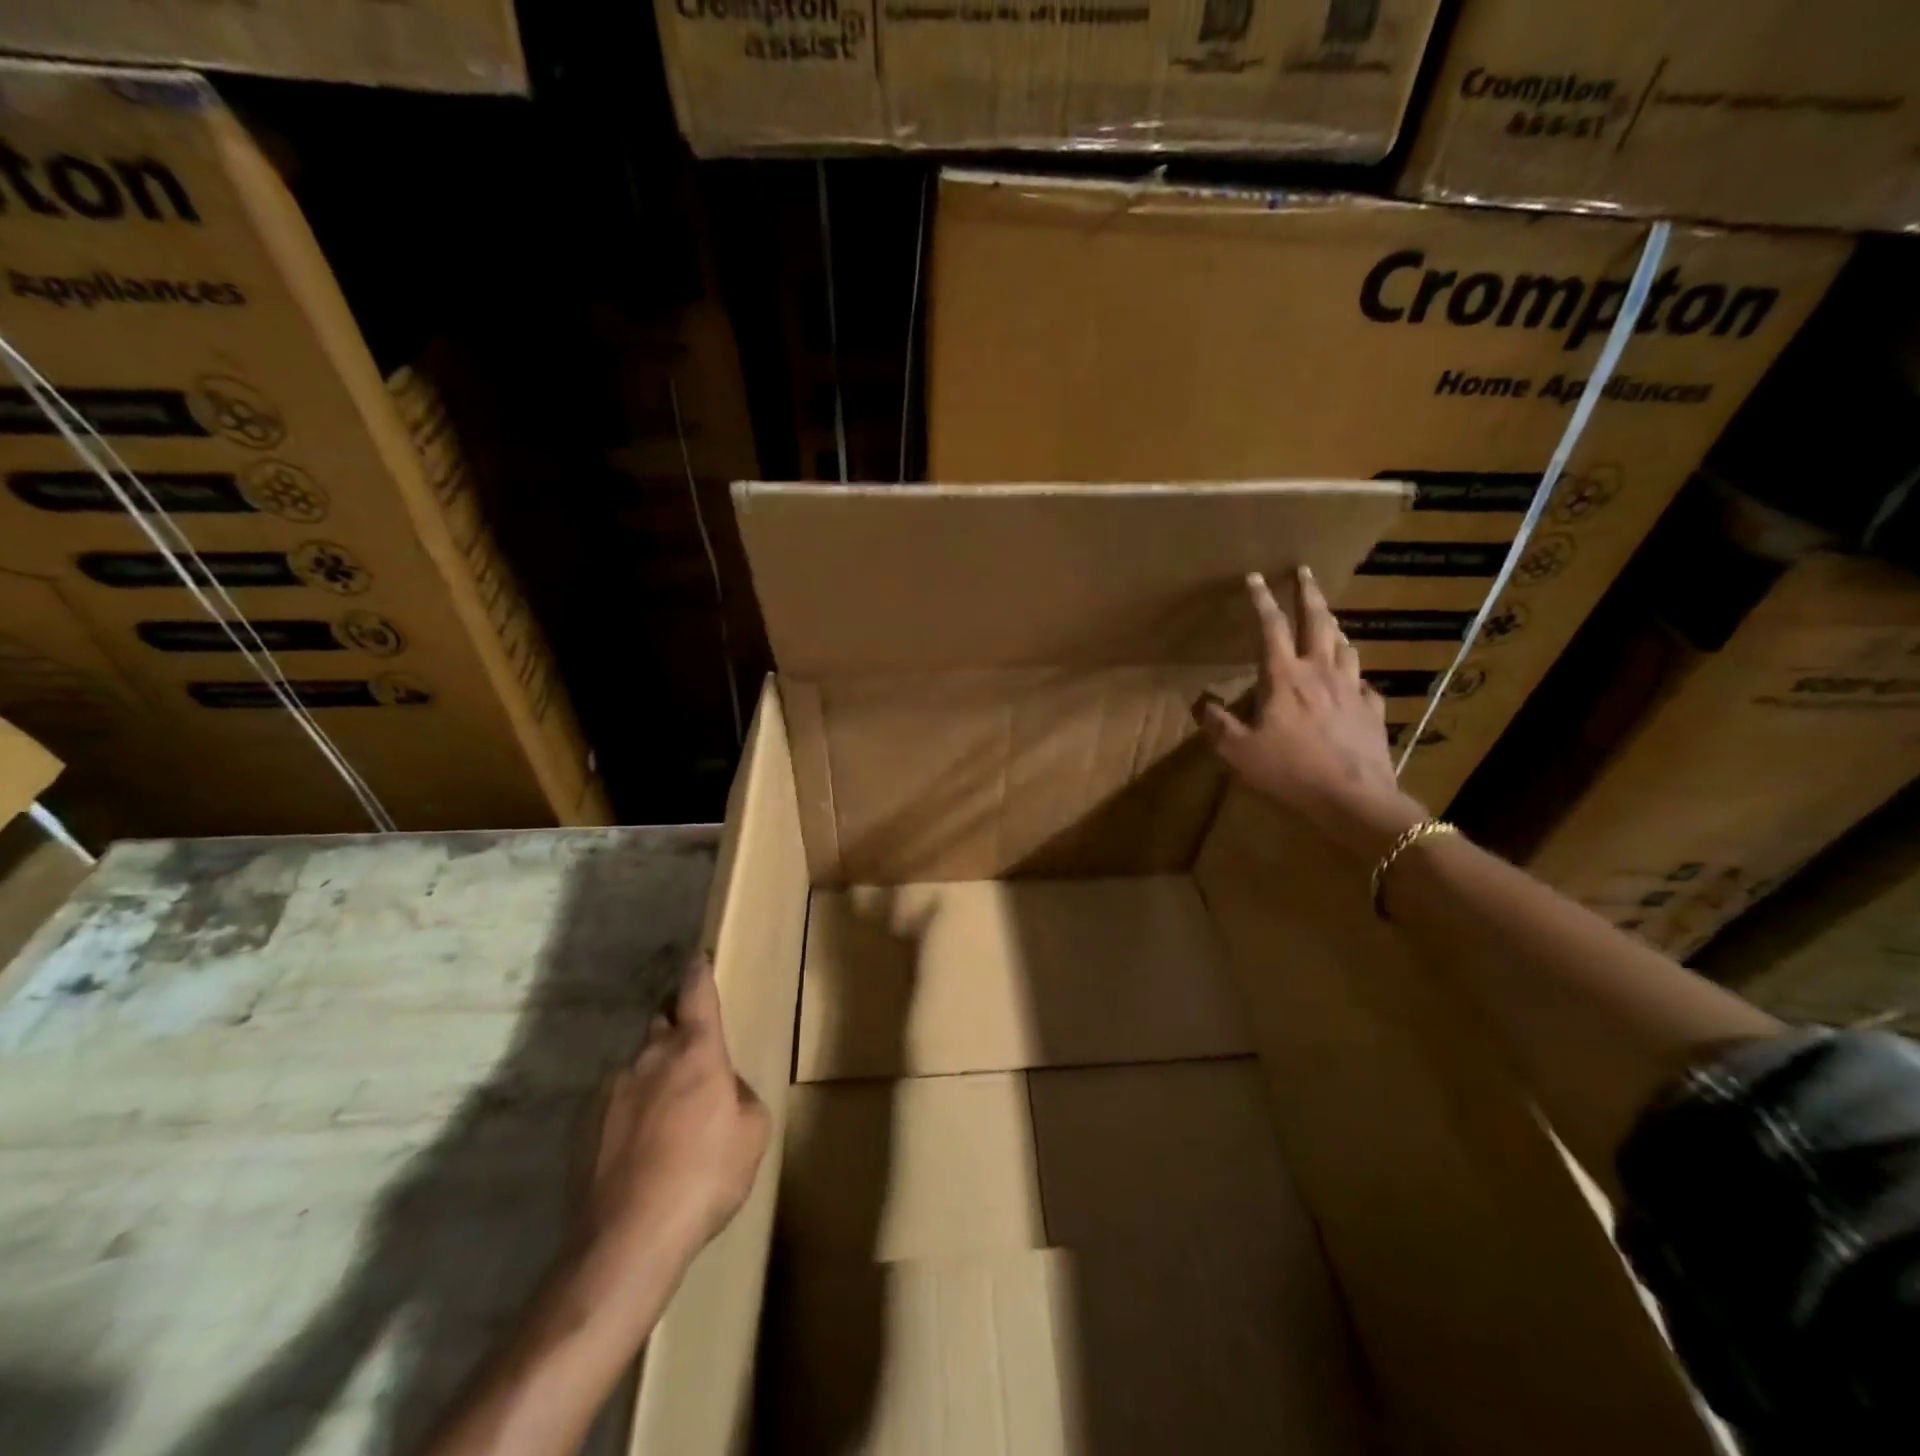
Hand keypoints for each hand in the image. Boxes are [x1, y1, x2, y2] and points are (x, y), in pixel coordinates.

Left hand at [582, 956, 769, 1283]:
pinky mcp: (582, 1123)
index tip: (697, 958)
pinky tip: (636, 1152)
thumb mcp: (752, 1133)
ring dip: (651, 1079)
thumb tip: (723, 1089)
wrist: (627, 1239)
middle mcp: (650, 1056)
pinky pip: (613, 1102)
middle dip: (675, 1031)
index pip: (697, 993)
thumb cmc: (704, 1176)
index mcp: (696, 1050)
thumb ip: (741, 1096)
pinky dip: (627, 1113)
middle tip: (690, 1063)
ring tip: (663, 1124)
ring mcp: (610, 1088)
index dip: (699, 973)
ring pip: (636, 1067)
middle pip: (662, 1024)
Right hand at [1197, 567, 1426, 859]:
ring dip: (1333, 626)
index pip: (1270, 627)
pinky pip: (1364, 682)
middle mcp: (1320, 672)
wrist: (1354, 799)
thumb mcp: (1239, 752)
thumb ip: (1218, 724)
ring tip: (1328, 618)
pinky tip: (1353, 678)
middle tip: (1305, 573)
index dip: (1261, 599)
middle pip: (1317, 622)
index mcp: (1284, 677)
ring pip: (1345, 645)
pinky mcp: (1372, 710)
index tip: (1255, 576)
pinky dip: (1354, 672)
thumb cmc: (1290, 771)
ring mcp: (1351, 688)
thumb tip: (1202, 703)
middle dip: (1309, 593)